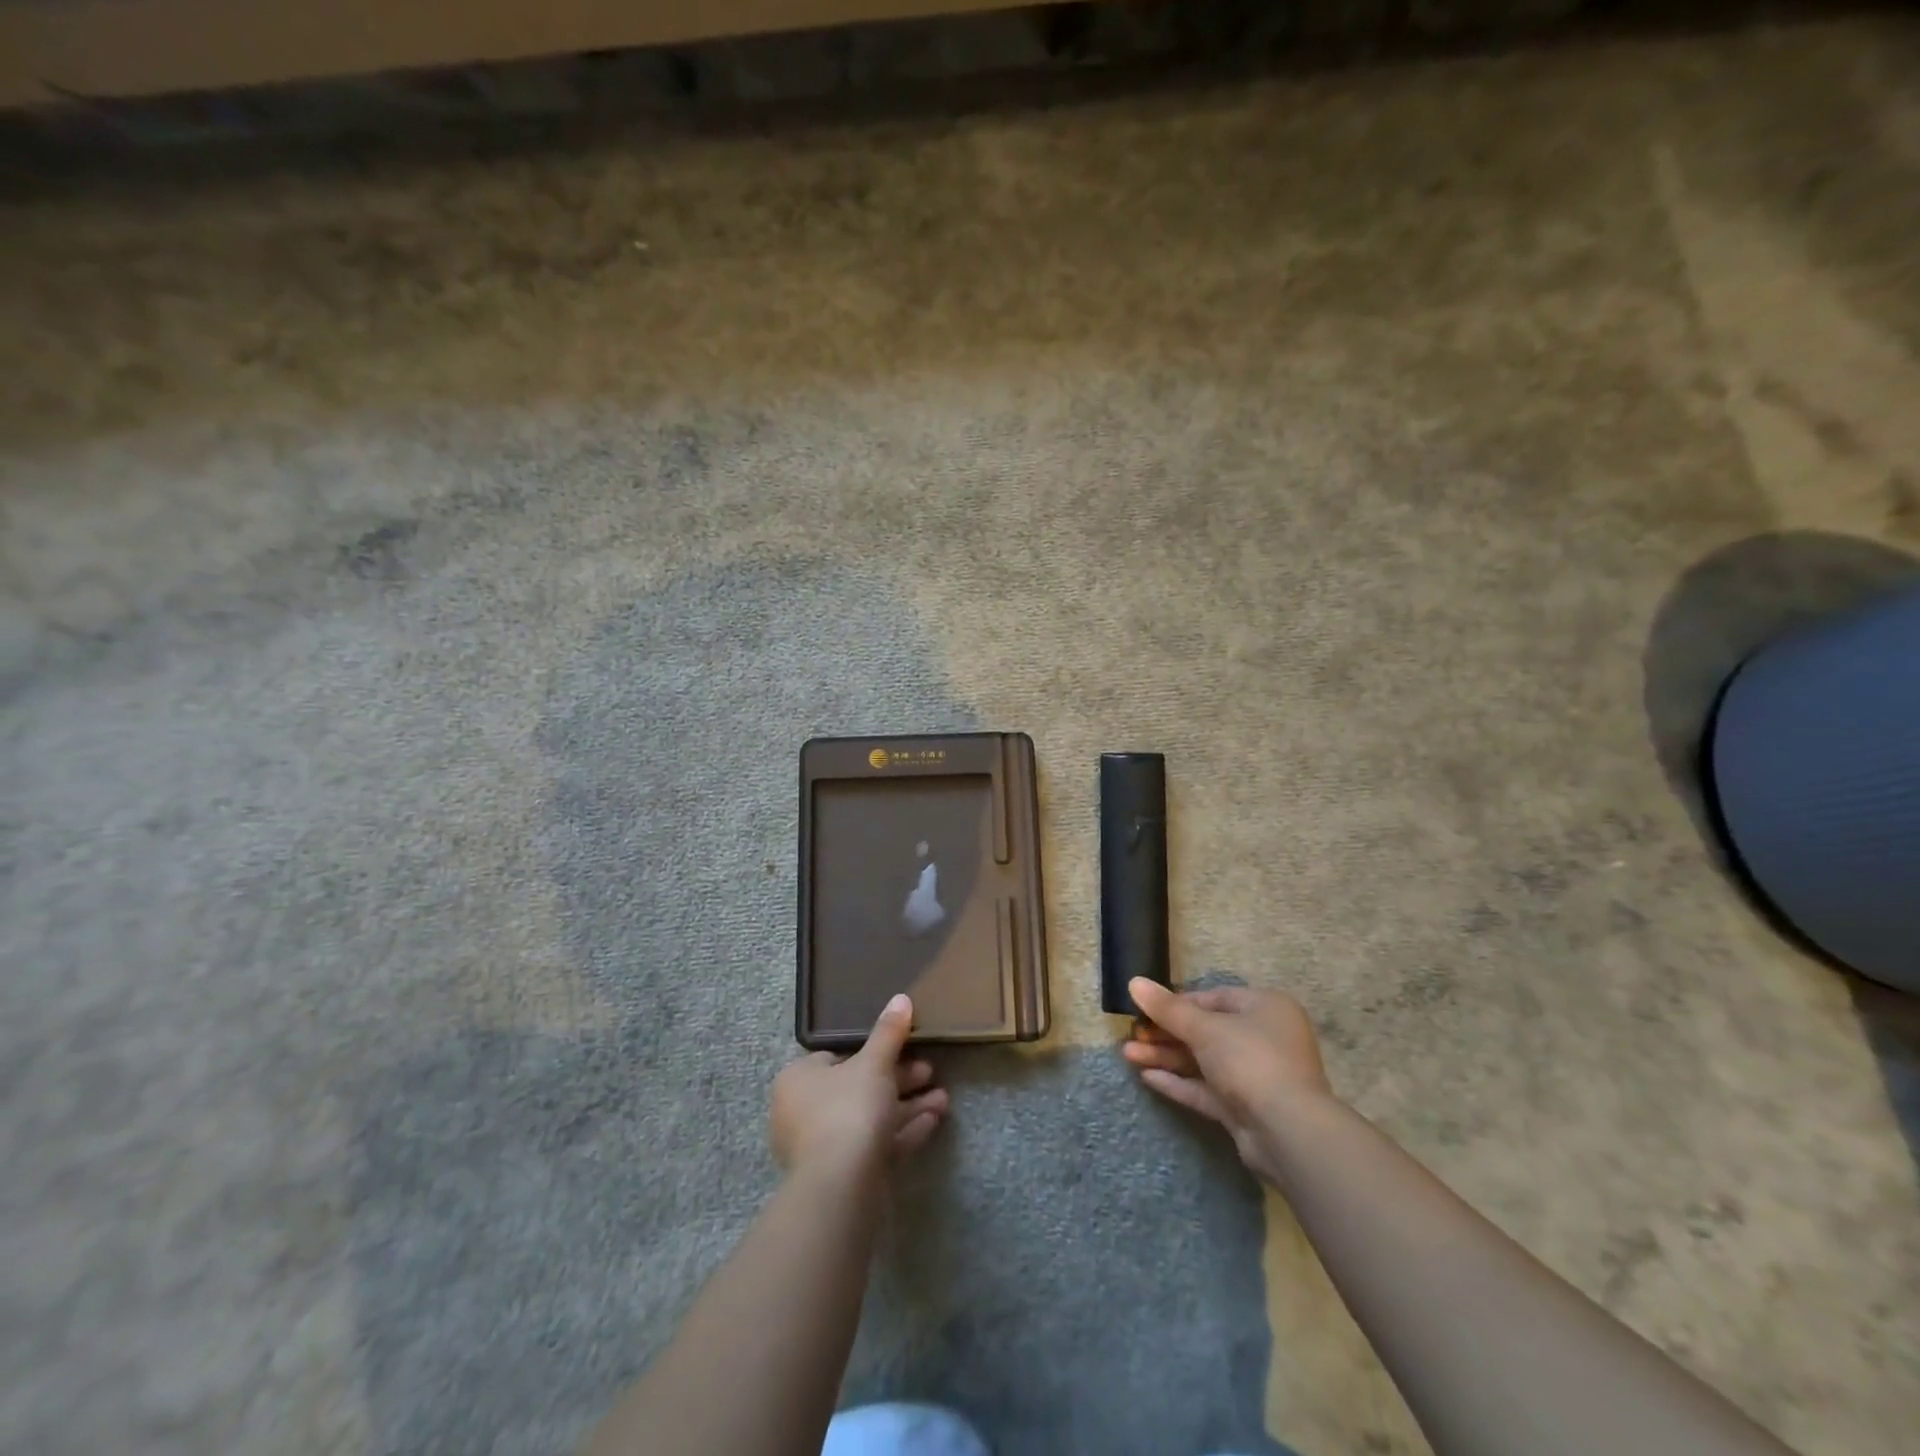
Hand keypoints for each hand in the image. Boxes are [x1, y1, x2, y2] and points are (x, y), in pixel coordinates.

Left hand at [771, 994, 949, 1176]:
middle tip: (930, 1071)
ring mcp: (822, 1148)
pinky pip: (875, 1145)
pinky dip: (903, 1132)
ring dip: (908, 1107)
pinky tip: (933, 1121)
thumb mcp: (874, 1063)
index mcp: (799, 1079)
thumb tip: (901, 998)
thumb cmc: (849, 1109)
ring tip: (943, 1100)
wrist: (842, 1185)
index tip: (905, 1048)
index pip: (836, 1057)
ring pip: (871, 1119)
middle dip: (899, 1080)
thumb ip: (888, 1032)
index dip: (873, 1052)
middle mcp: (803, 1112)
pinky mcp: (843, 1176)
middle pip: (858, 1088)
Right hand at [1122, 979, 1333, 1179]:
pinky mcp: (1245, 1108)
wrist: (1288, 1131)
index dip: (1178, 1003)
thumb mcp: (1204, 1028)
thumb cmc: (1250, 1060)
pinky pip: (1207, 1089)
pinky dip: (1179, 1082)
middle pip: (1206, 1030)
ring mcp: (1256, 1076)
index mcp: (1265, 1008)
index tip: (1146, 1008)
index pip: (1215, 998)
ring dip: (1167, 1057)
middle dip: (1166, 1033)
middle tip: (1132, 1034)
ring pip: (1203, 1061)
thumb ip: (1167, 1008)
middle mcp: (1264, 1038)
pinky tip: (1146, 1077)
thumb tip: (1134, 982)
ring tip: (1127, 1054)